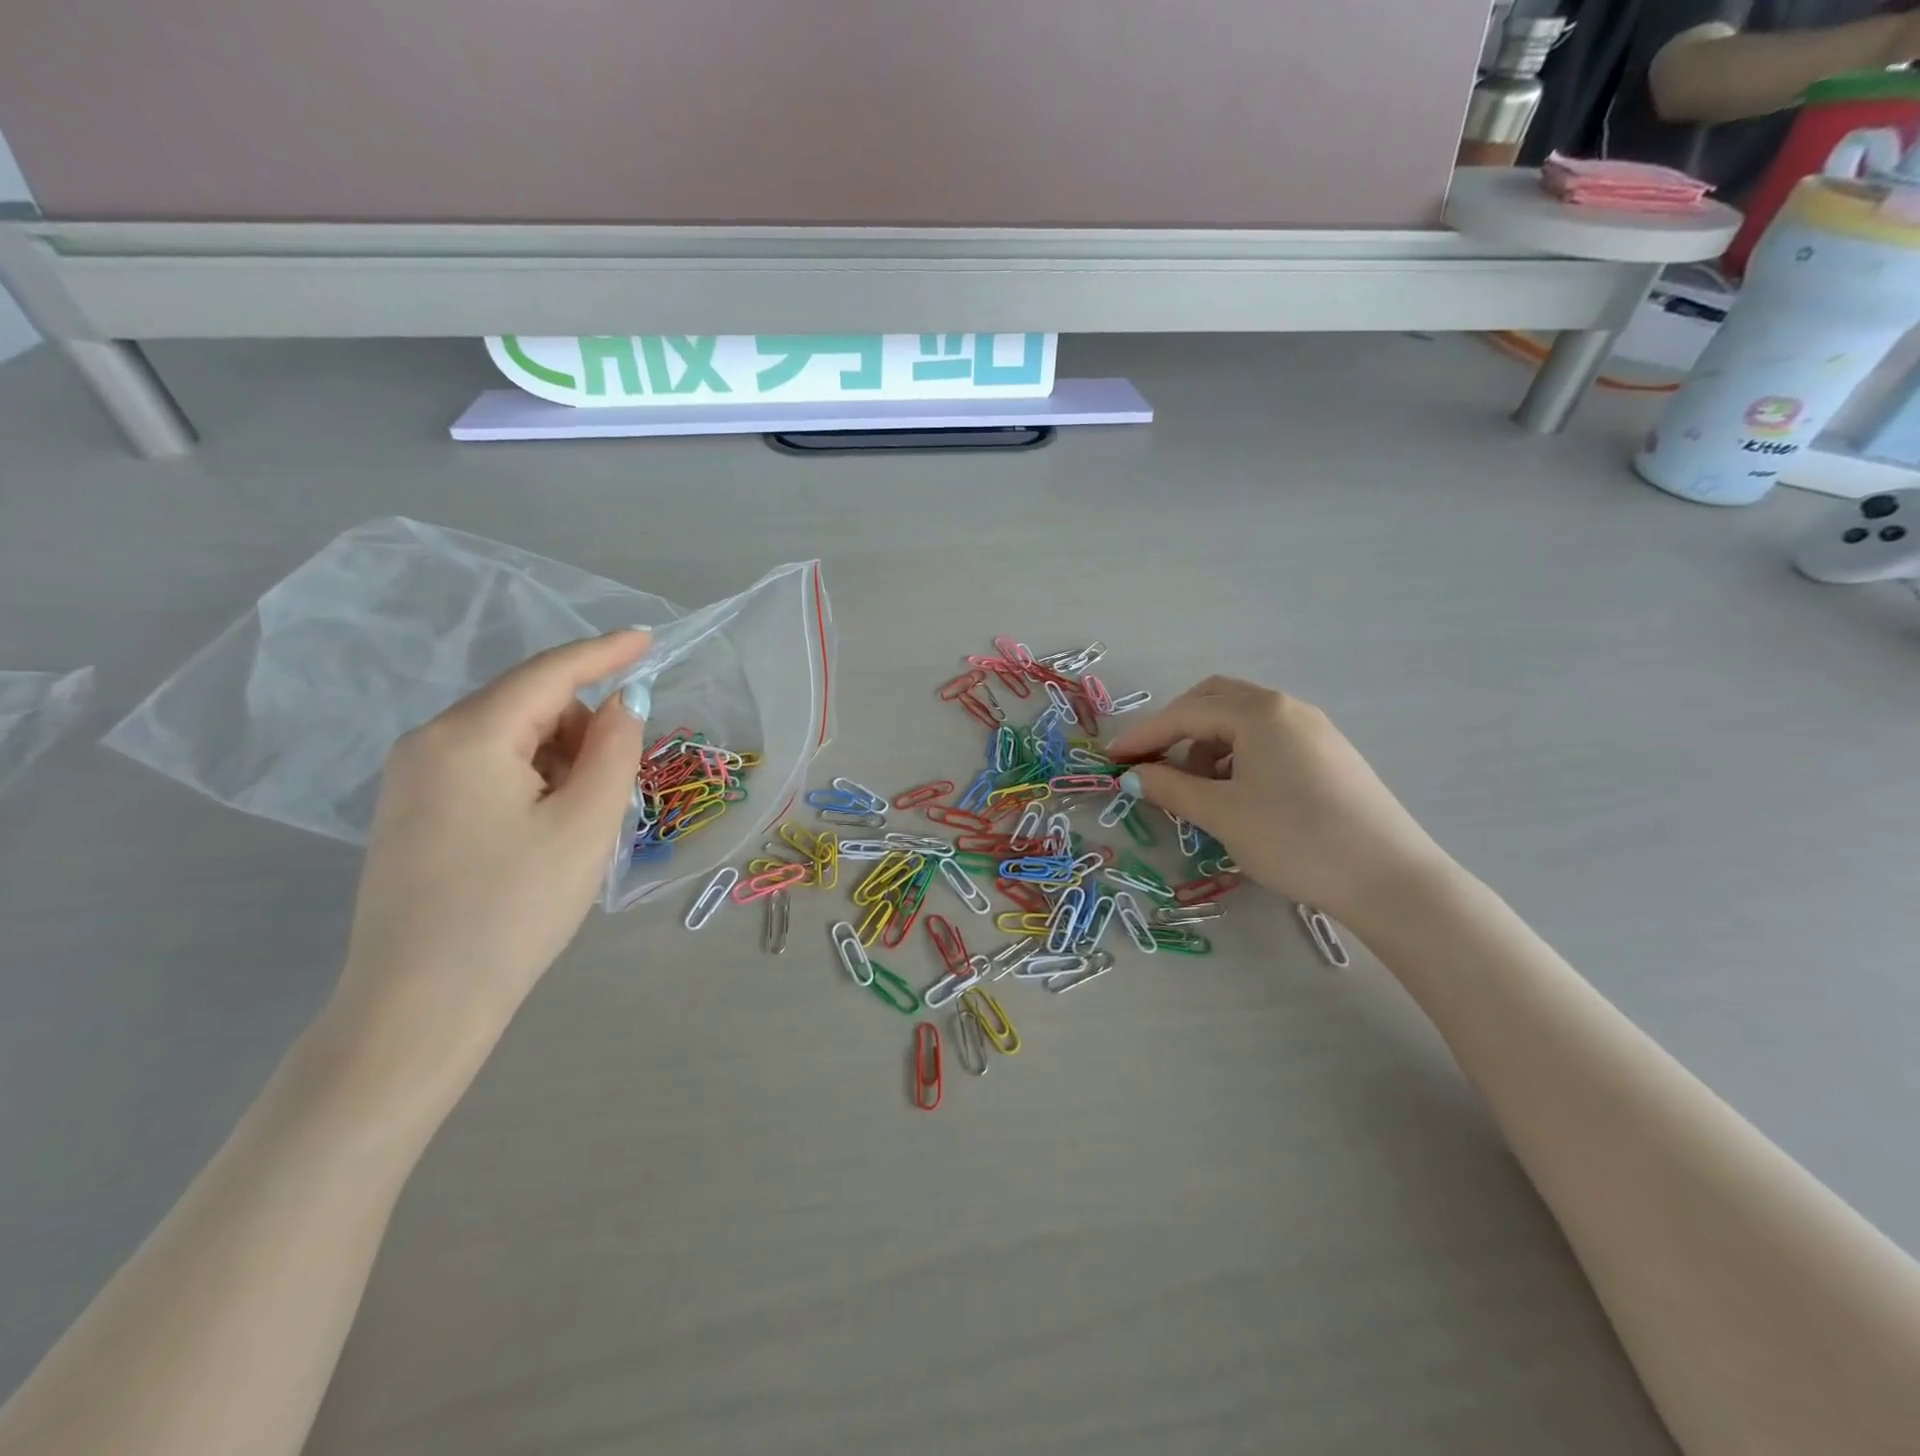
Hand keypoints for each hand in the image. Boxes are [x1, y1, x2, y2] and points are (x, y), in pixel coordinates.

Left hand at [330, 631, 650, 1070]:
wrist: (420, 1005)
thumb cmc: (515, 907)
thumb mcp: (586, 824)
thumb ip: (614, 749)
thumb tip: (624, 702)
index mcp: (468, 736)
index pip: (549, 673)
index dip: (604, 652)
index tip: (648, 638)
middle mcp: (428, 743)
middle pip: (526, 705)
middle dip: (582, 726)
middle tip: (619, 781)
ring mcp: (411, 780)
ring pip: (508, 739)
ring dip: (559, 758)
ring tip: (582, 818)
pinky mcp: (411, 813)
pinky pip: (485, 769)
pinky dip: (530, 779)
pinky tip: (546, 829)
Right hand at [1107, 676, 1449, 921]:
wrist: (1389, 879)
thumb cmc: (1294, 839)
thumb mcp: (1222, 814)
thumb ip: (1170, 788)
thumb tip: (1134, 776)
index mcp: (1259, 712)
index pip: (1184, 713)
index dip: (1142, 736)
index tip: (1111, 759)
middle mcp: (1287, 708)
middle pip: (1214, 701)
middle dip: (1175, 728)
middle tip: (1151, 763)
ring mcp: (1313, 729)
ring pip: (1242, 721)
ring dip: (1206, 744)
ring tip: (1195, 789)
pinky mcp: (1329, 755)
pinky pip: (1268, 740)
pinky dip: (1237, 756)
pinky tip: (1235, 793)